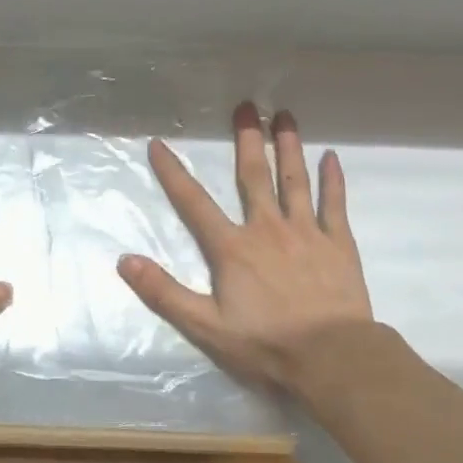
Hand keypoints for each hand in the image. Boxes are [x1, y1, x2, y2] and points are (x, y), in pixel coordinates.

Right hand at [118, 103, 383, 397]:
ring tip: (284, 116)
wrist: (331, 356)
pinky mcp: (338, 244)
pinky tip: (332, 157)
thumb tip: (125, 261)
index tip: (158, 144)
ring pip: (294, 180)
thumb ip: (164, 292)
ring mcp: (305, 232)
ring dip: (288, 147)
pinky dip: (332, 180)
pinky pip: (334, 204)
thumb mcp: (204, 325)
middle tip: (246, 106)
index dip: (173, 173)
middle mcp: (267, 229)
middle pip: (253, 177)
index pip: (194, 203)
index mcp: (232, 248)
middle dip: (246, 140)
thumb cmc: (265, 343)